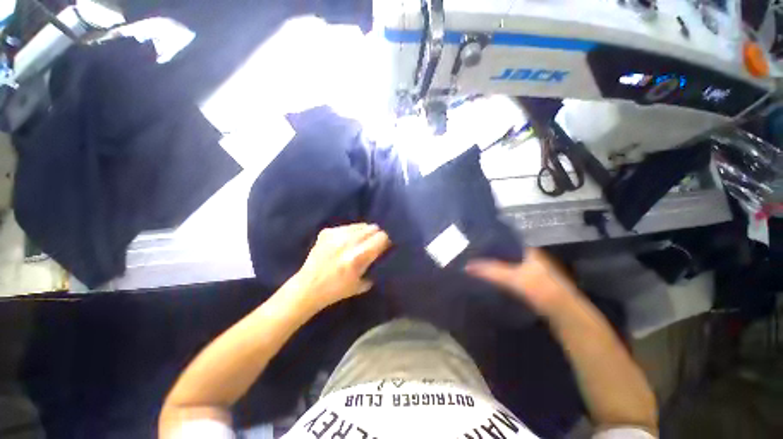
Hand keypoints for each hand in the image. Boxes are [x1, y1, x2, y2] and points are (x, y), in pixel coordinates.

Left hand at [292, 223, 390, 310]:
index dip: (385, 242)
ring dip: (363, 233)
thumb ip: (374, 267)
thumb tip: (381, 255)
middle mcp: (348, 242)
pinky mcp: (326, 232)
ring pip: (360, 225)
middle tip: (372, 244)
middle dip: (375, 235)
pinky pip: (347, 227)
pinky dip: (350, 233)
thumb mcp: (361, 284)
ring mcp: (336, 235)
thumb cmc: (336, 290)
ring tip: (358, 242)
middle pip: (372, 228)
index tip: (383, 247)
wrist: (308, 287)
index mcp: (359, 256)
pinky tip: (344, 242)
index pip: (381, 237)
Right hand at [466, 248, 579, 316]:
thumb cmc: (539, 288)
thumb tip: (467, 266)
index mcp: (529, 251)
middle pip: (507, 256)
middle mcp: (533, 259)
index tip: (476, 248)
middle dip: (492, 258)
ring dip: (497, 269)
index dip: (491, 245)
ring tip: (480, 270)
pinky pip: (513, 278)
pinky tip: (493, 282)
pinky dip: (503, 279)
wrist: (563, 313)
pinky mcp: (534, 286)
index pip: (505, 243)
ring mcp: (535, 273)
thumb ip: (489, 271)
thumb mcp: (511, 277)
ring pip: (510, 268)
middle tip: (475, 259)